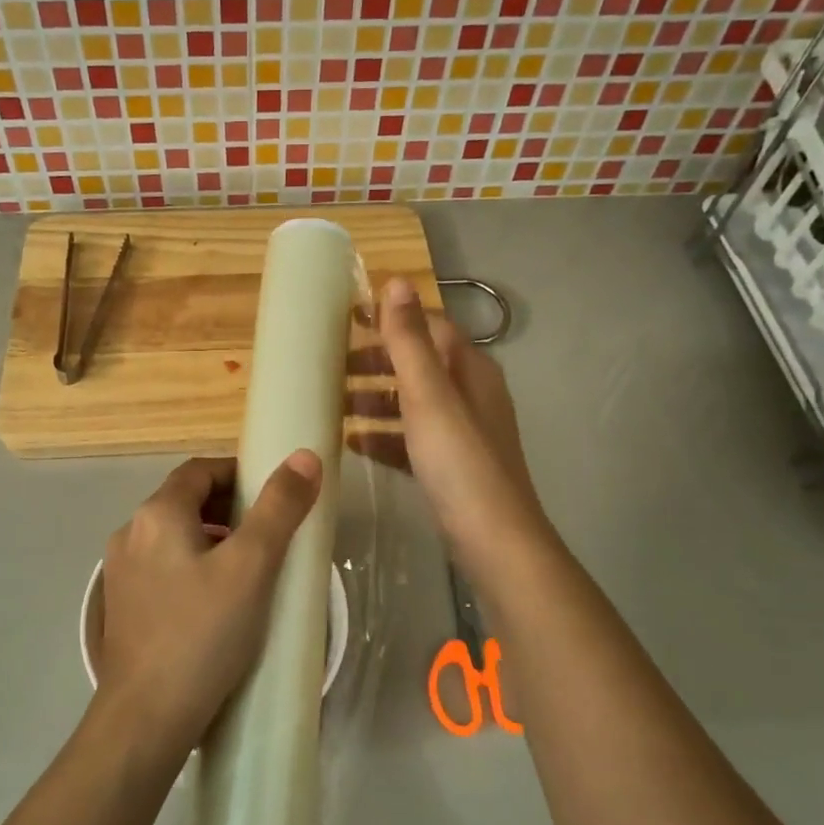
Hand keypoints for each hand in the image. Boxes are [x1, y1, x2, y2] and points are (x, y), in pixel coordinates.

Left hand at [95, 452, 321, 764]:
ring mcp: (121, 573)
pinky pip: (163, 568)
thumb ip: (279, 508)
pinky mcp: (122, 607)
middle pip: (185, 501)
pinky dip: (193, 567)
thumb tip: (304, 457)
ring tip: (250, 568)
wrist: (147, 718)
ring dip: (212, 539)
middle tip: (270, 533)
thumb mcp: (252, 566)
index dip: (239, 473)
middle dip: (229, 508)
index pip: (201, 471)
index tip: (274, 495)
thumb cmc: (203, 633)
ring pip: (174, 537)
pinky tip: (217, 601)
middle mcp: (130, 534)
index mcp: (157, 514)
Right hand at [351, 278, 549, 572]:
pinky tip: (352, 443)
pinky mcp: (450, 467)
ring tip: (331, 400)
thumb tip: (396, 282)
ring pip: (411, 403)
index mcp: (471, 371)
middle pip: (418, 365)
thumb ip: (410, 342)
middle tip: (329, 363)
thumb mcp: (429, 397)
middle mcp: (470, 395)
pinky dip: (382, 435)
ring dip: (374, 398)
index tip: (346, 317)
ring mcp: (462, 434)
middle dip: (376, 360)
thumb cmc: (459, 463)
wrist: (494, 542)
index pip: (429, 327)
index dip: (391, 318)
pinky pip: (410, 439)